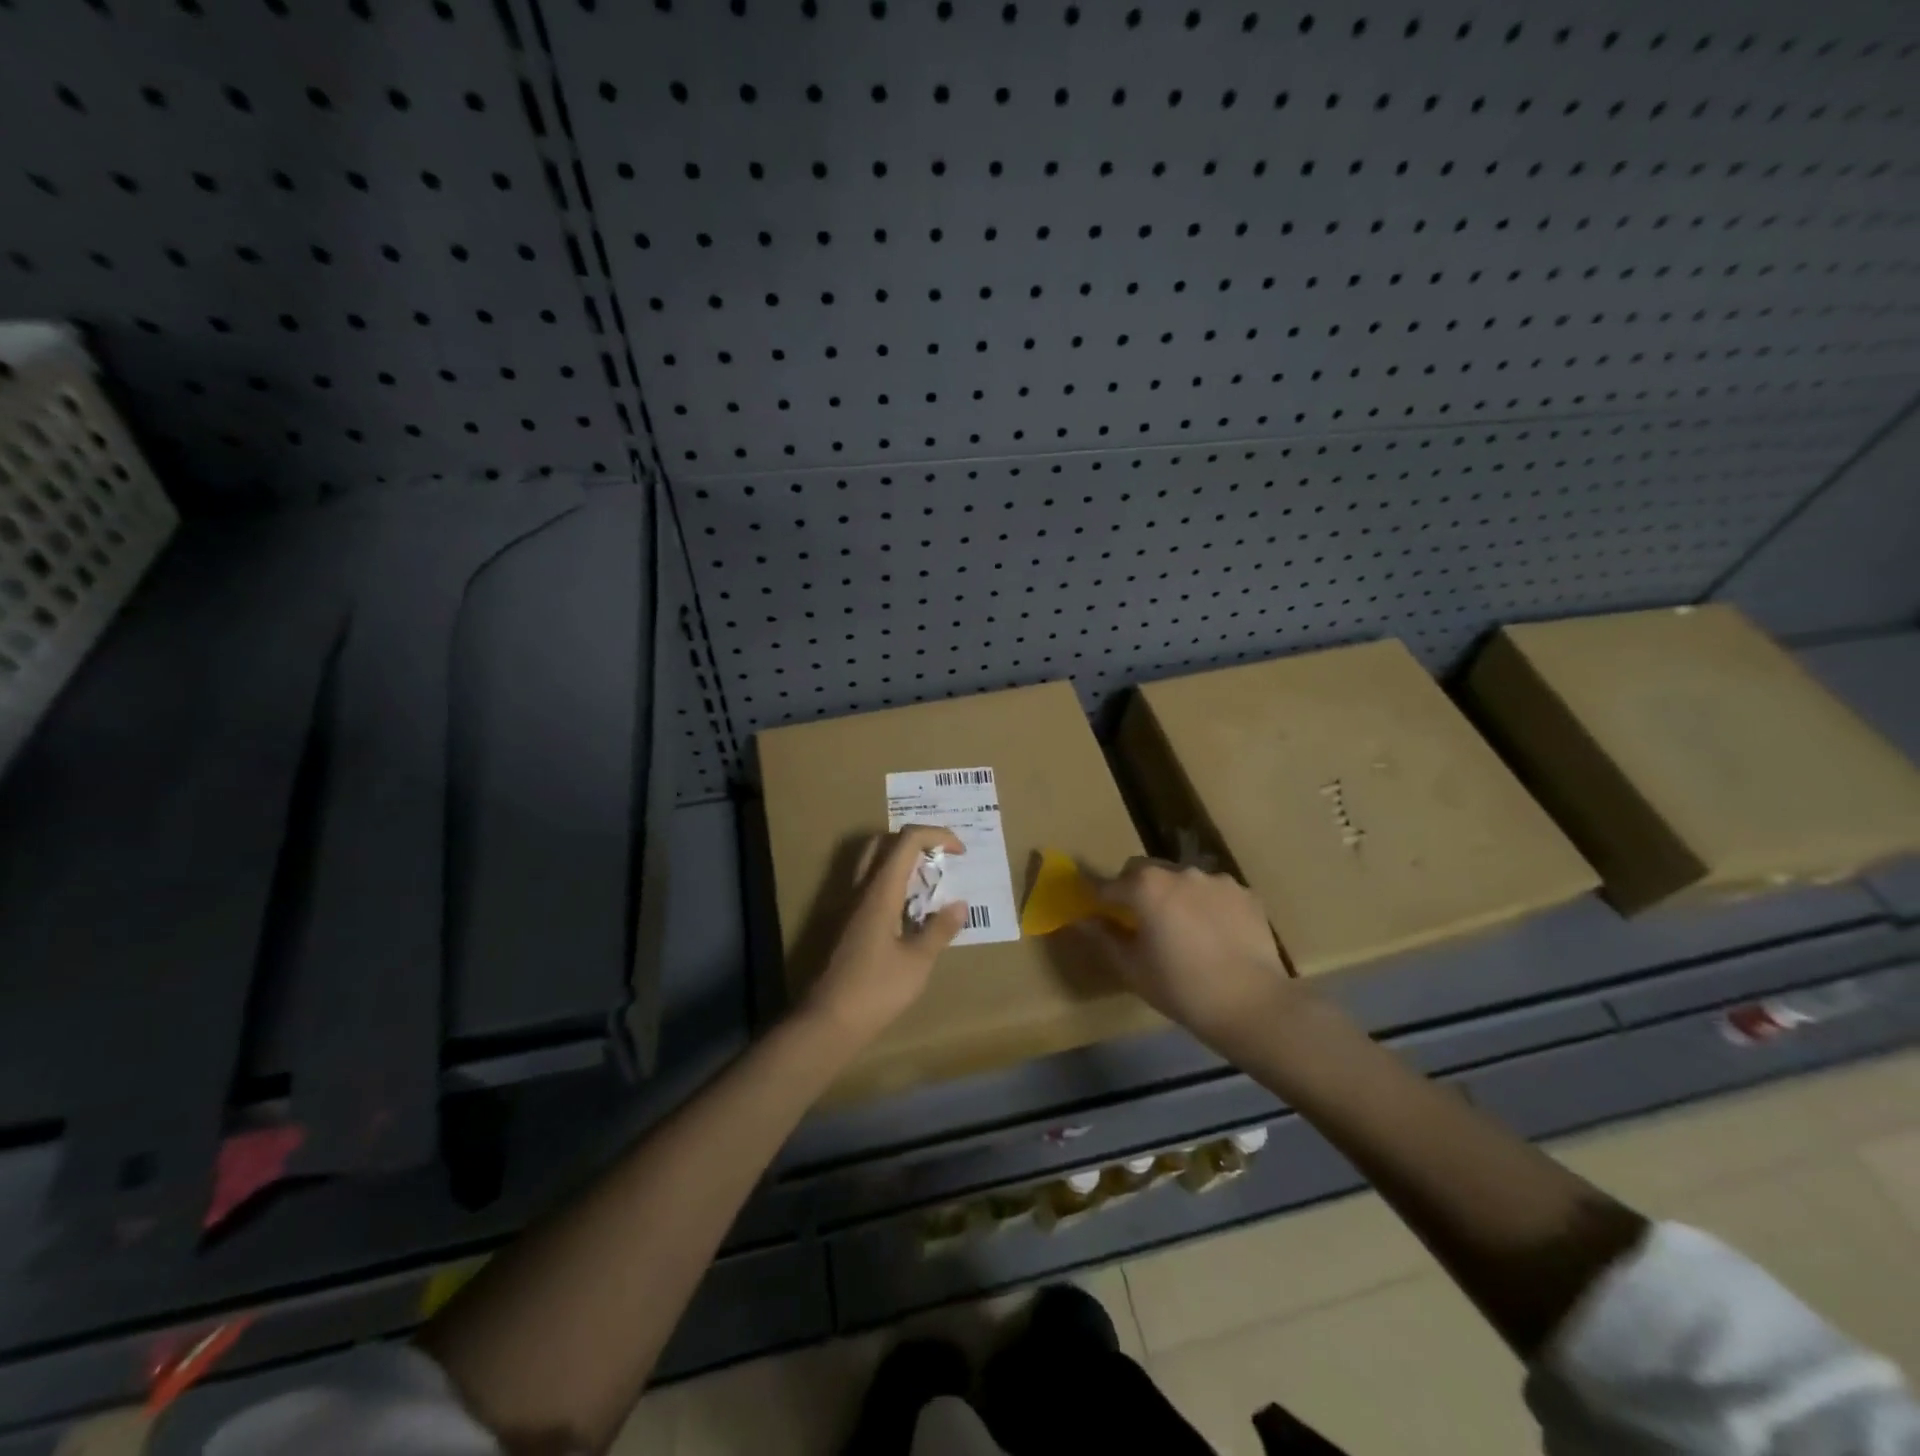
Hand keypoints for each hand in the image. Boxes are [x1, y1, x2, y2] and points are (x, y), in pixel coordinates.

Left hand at [801, 825, 968, 1046]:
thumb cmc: (876, 990)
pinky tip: (908, 913)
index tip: (960, 852)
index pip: (907, 840)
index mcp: (880, 890)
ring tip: (929, 887)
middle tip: (940, 861)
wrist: (828, 1020)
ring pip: (873, 863)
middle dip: (916, 842)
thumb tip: (959, 905)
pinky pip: (869, 887)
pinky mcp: (845, 923)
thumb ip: (938, 929)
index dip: (937, 835)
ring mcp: (848, 905)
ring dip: (902, 862)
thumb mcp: (917, 962)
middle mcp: (861, 889)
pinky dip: (892, 884)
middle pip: (884, 842)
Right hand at [1079, 858, 1300, 1053]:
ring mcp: (1216, 880)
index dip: (1097, 898)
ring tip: (1183, 930)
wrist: (1252, 1004)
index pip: (1108, 885)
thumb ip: (1103, 937)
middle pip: (1145, 871)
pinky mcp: (1245, 893)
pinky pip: (1214, 893)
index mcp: (1146, 887)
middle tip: (1140, 922)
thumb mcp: (1132, 968)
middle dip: (1136, 889)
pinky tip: (1215, 935)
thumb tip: (1082, 920)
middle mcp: (1179, 872)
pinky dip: (1207, 906)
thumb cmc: (1181, 988)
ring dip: (1174, 896)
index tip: (1093, 911)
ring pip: (1182, 880)